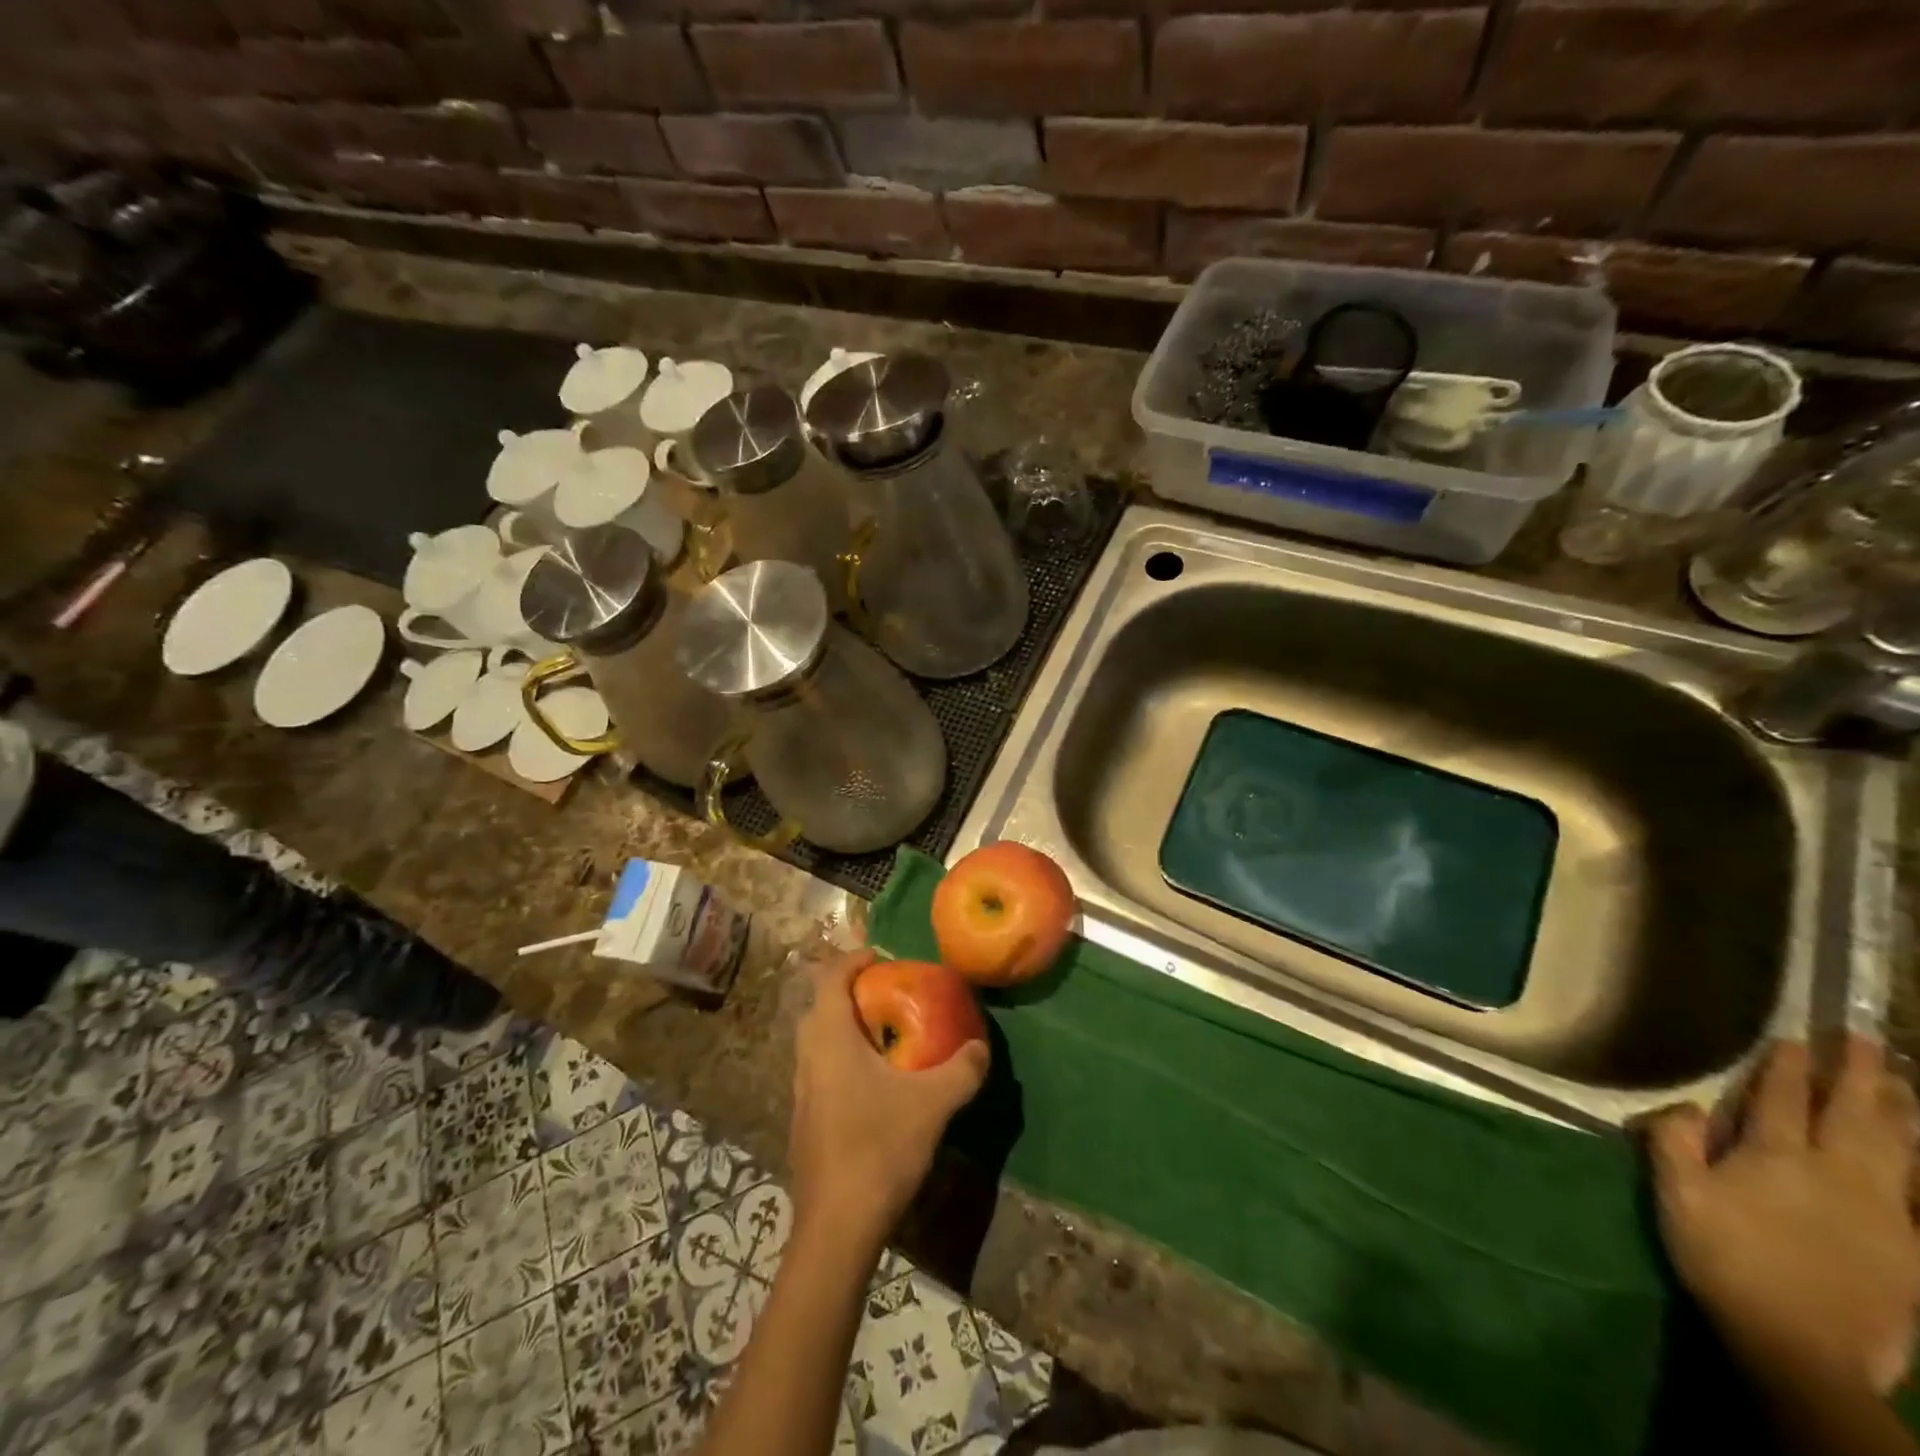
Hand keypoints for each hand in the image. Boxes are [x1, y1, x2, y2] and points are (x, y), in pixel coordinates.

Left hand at [789, 949, 989, 1257]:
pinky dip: (843, 1058)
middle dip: (850, 993)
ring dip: (846, 1028)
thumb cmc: (878, 1148)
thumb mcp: (932, 1104)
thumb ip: (961, 1070)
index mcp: (830, 1039)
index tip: (882, 958)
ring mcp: (801, 1091)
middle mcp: (807, 1057)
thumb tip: (981, 1046)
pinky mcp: (805, 1120)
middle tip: (888, 994)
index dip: (853, 960)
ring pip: (818, 1041)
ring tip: (885, 1035)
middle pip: (820, 1006)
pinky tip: (874, 1084)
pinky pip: (821, 1069)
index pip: (830, 978)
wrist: (836, 1228)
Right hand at [1649, 1038, 1919, 1393]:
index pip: (1780, 1099)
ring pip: (1897, 1149)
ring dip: (1899, 1111)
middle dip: (1857, 1075)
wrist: (1801, 1348)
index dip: (1786, 1067)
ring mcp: (1884, 1213)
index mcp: (1775, 1158)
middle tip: (1863, 1040)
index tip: (1795, 1038)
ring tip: (1902, 1083)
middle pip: (1851, 1115)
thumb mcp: (1677, 1196)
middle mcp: (1836, 1174)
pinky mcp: (1911, 1249)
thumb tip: (1688, 1105)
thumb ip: (1675, 1142)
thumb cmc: (1725, 1259)